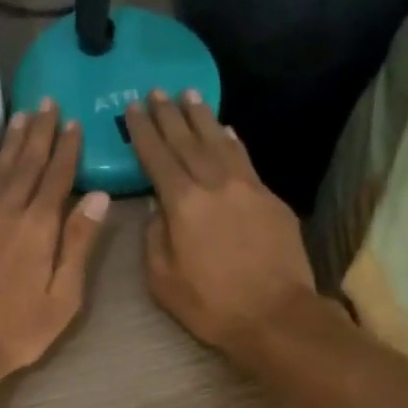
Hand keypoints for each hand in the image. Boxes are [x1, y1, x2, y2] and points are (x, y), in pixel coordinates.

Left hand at [0, 102, 110, 397]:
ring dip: (12, 141)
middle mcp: (6, 212)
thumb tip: (100, 198)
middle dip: (39, 132)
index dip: (67, 149)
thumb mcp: (63, 296)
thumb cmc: (18, 329)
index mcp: (37, 227)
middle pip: (25, 163)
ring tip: (21, 116)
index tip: (75, 122)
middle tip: (47, 102)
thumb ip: (79, 244)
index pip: (57, 176)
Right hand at [128, 90, 318, 361]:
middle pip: (188, 141)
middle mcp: (215, 185)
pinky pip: (246, 160)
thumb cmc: (211, 304)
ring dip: (202, 117)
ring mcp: (248, 188)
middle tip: (156, 92)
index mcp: (183, 204)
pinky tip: (226, 130)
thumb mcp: (163, 280)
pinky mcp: (271, 199)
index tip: (132, 107)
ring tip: (189, 95)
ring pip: (220, 142)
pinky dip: (232, 141)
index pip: (158, 158)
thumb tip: (158, 207)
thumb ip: (155, 237)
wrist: (275, 315)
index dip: (143, 132)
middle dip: (169, 115)